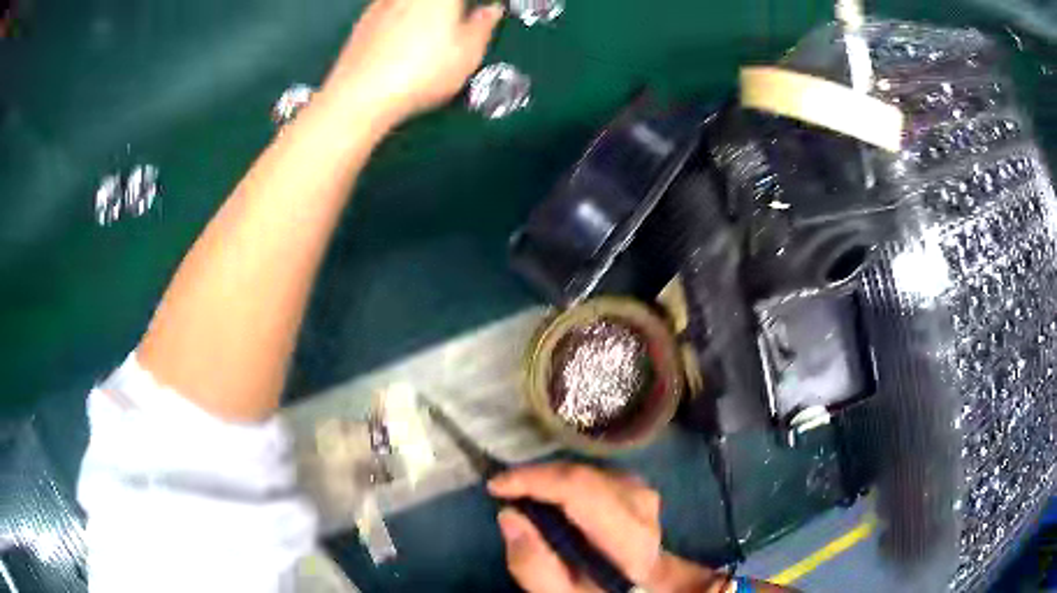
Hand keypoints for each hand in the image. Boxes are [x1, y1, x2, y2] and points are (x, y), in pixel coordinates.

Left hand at [323, 0, 503, 126]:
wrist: (361, 96)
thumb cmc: (418, 73)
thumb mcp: (468, 52)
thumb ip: (484, 25)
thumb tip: (490, 12)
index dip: (478, 4)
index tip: (483, 10)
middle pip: (437, 1)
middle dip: (451, 10)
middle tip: (462, 19)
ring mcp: (383, 4)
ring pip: (411, 5)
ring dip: (425, 13)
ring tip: (434, 35)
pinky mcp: (363, 23)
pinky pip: (391, 11)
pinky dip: (403, 21)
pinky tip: (406, 44)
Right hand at [488, 463, 664, 591]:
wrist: (643, 587)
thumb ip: (533, 565)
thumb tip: (510, 515)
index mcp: (628, 537)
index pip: (581, 490)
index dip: (535, 481)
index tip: (496, 485)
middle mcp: (641, 505)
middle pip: (581, 476)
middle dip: (536, 478)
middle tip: (504, 491)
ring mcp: (642, 491)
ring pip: (585, 470)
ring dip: (549, 480)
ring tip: (524, 495)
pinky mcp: (635, 485)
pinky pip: (591, 472)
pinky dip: (564, 480)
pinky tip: (551, 496)